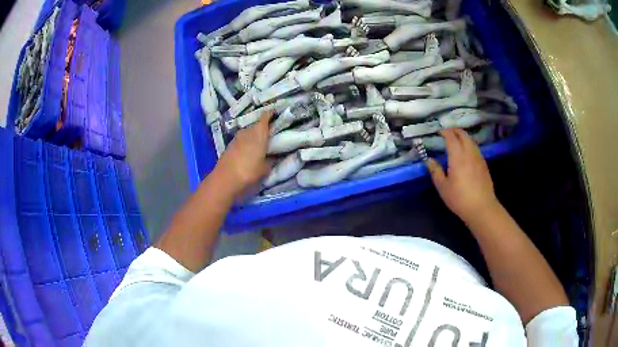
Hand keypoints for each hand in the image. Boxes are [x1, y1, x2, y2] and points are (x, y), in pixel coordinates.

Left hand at [214, 111, 272, 194]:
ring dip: (254, 137)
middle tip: (271, 135)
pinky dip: (246, 143)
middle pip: (257, 125)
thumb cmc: (249, 171)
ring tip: (260, 145)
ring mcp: (237, 137)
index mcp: (259, 132)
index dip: (271, 114)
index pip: (265, 116)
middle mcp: (248, 131)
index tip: (276, 115)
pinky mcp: (230, 145)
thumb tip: (273, 156)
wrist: (225, 178)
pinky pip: (242, 141)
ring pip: (248, 133)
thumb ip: (270, 160)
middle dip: (263, 129)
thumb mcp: (265, 168)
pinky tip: (249, 152)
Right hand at [427, 128, 498, 223]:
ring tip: (457, 140)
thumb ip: (436, 172)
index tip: (439, 132)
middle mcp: (469, 153)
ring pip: (471, 141)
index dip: (445, 132)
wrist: (482, 208)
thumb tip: (429, 160)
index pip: (451, 137)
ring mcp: (478, 158)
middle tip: (447, 132)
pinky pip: (475, 148)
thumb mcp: (443, 187)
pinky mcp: (484, 164)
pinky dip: (469, 145)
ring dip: (463, 137)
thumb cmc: (460, 198)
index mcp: (458, 156)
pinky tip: (466, 153)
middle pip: (463, 135)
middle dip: (455, 131)